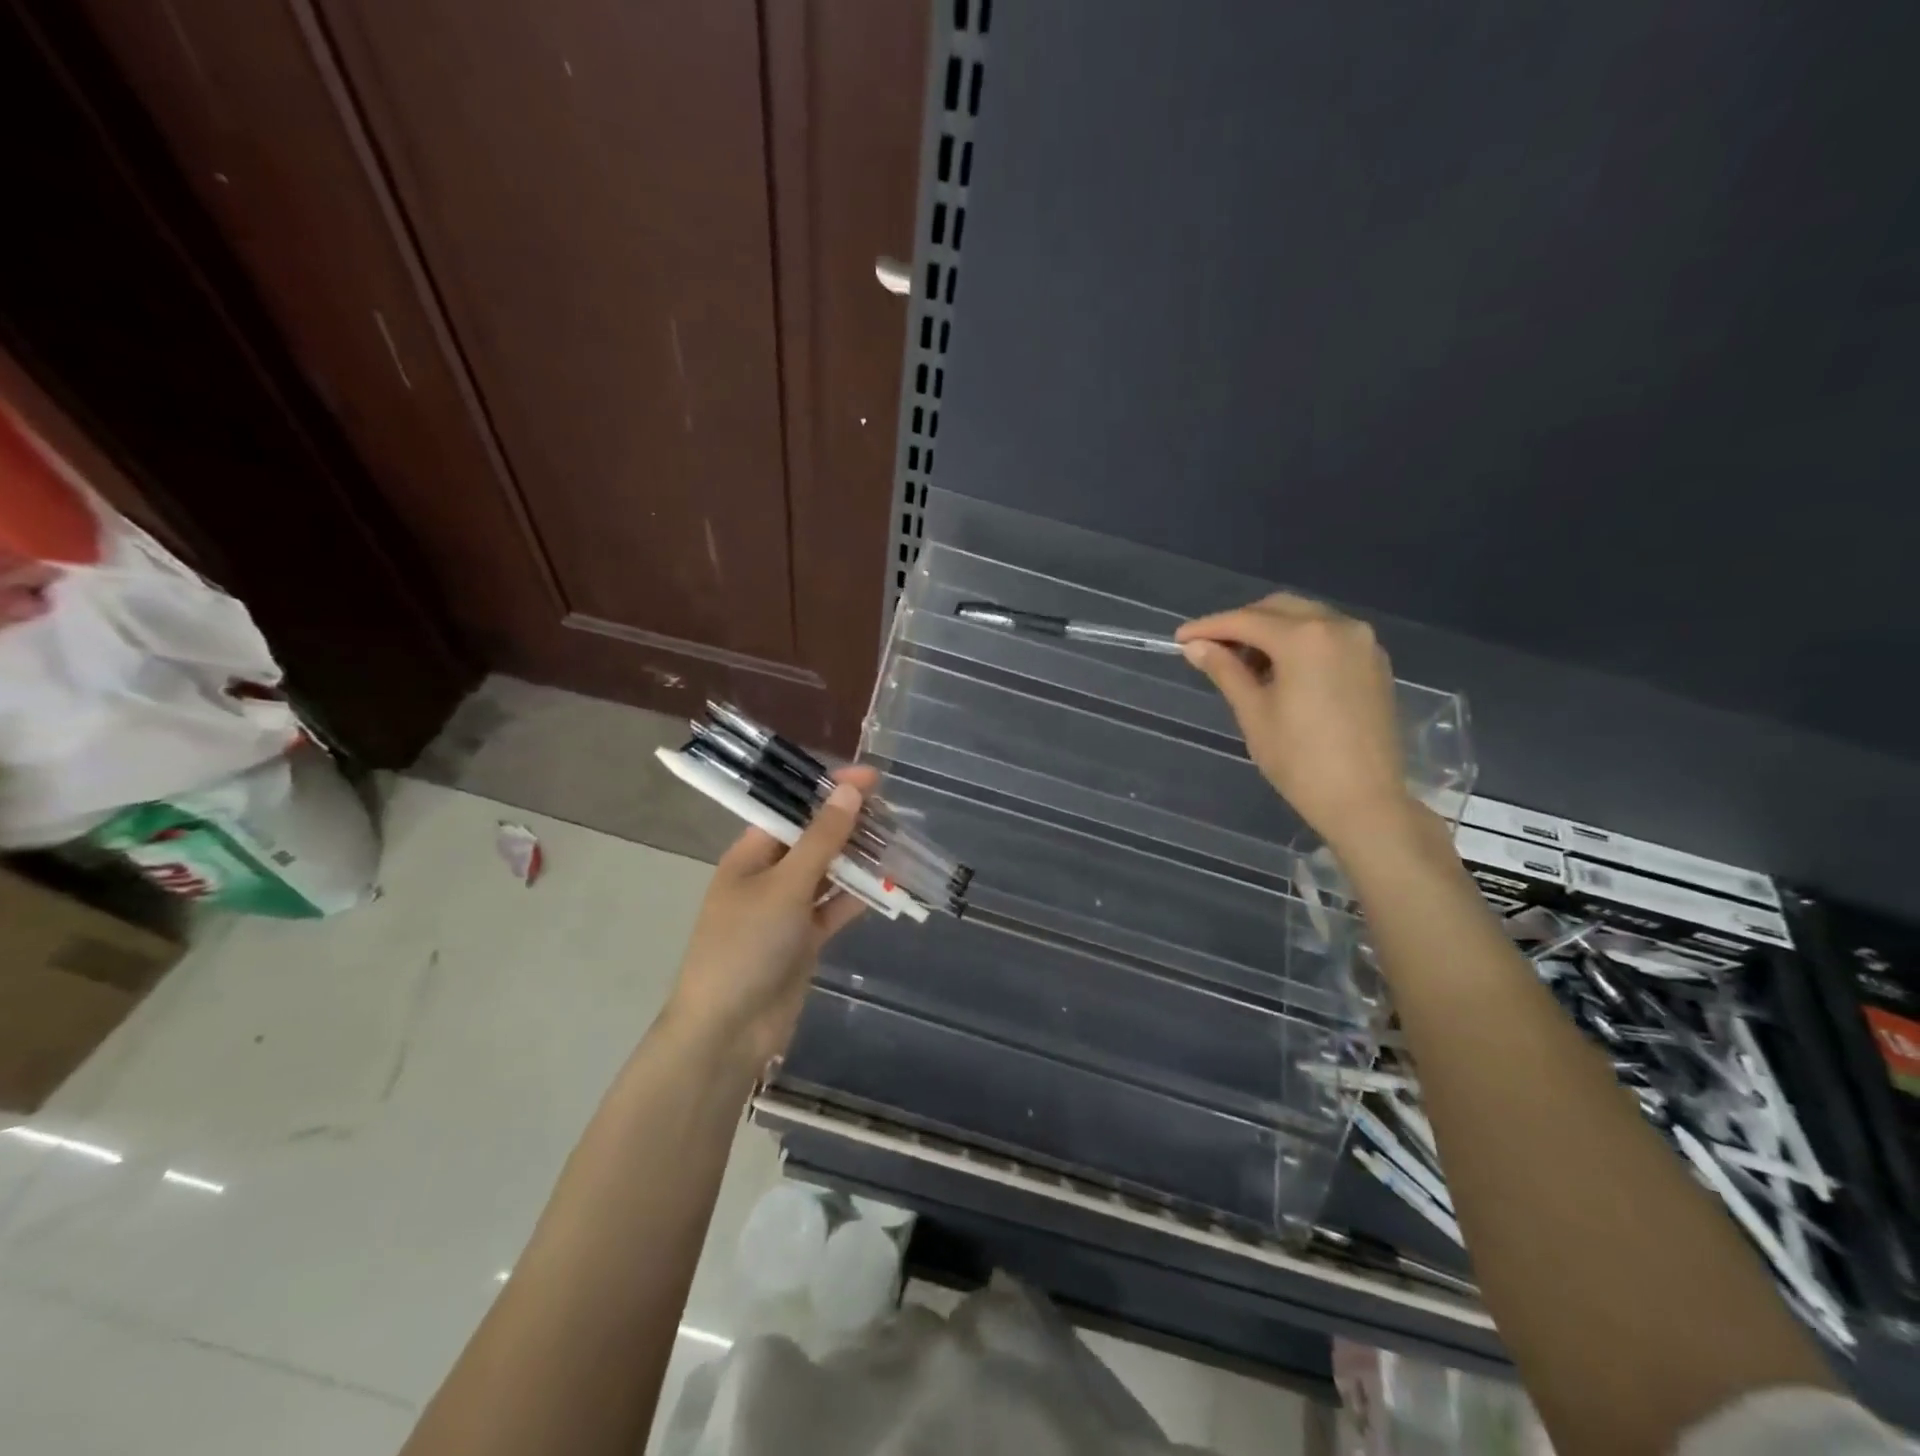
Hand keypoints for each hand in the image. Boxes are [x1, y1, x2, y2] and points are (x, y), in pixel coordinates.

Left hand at [666, 766, 877, 1067]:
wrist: (728, 1031)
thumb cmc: (746, 946)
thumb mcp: (785, 886)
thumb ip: (822, 839)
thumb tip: (850, 790)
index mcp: (750, 855)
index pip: (791, 809)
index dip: (828, 790)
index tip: (870, 777)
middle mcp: (768, 876)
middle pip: (813, 839)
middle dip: (848, 824)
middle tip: (891, 809)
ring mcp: (786, 909)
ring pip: (828, 874)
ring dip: (858, 860)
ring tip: (897, 840)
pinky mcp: (804, 939)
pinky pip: (835, 908)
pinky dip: (858, 897)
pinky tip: (889, 884)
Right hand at [1175, 594, 1415, 852]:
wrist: (1364, 800)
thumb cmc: (1299, 760)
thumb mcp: (1254, 713)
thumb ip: (1225, 671)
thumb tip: (1196, 646)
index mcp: (1305, 638)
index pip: (1245, 621)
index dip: (1208, 627)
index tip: (1180, 638)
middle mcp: (1339, 627)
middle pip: (1278, 609)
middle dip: (1241, 623)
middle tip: (1211, 650)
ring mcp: (1363, 642)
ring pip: (1306, 618)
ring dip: (1271, 631)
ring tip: (1244, 665)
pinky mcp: (1374, 662)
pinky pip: (1328, 635)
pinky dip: (1299, 642)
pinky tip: (1280, 671)